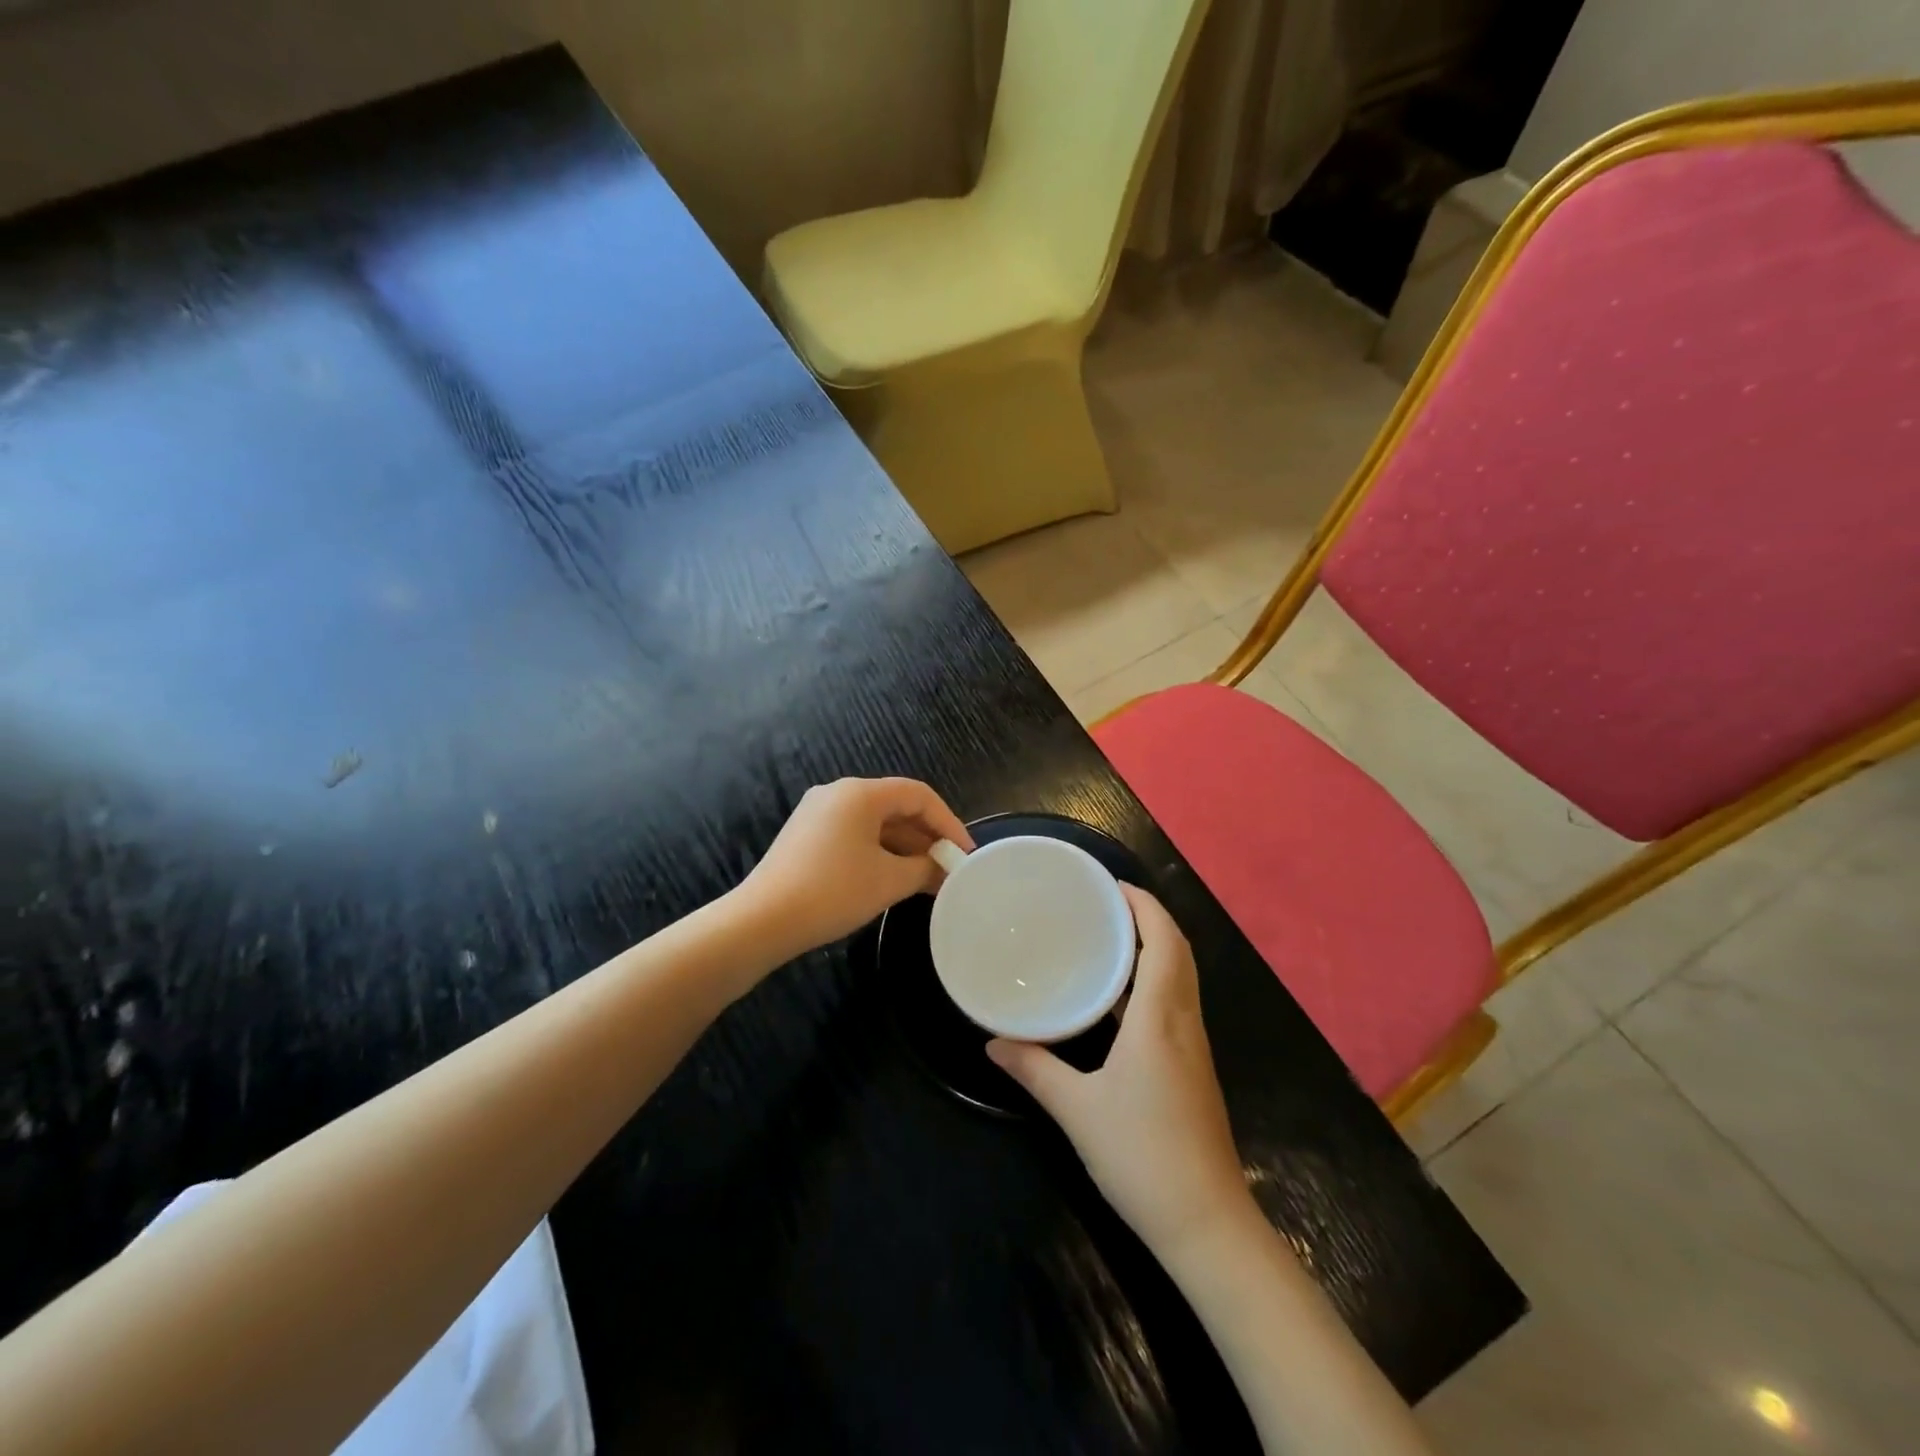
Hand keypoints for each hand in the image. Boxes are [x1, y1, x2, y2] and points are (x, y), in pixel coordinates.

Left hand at [741, 777, 972, 956]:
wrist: (762, 921)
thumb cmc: (833, 892)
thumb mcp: (888, 881)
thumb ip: (924, 868)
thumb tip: (944, 868)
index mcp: (860, 793)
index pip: (919, 795)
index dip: (948, 822)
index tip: (964, 854)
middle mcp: (838, 793)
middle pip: (896, 806)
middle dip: (926, 837)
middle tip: (949, 868)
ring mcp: (818, 813)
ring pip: (875, 823)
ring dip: (904, 848)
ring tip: (927, 879)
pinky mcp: (806, 836)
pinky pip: (855, 835)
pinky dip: (880, 852)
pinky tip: (893, 879)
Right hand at [988, 885, 1250, 1255]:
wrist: (1207, 1224)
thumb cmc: (1142, 1156)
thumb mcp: (1077, 1111)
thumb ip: (1034, 1070)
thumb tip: (992, 1042)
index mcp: (1160, 1019)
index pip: (1164, 942)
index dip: (1144, 906)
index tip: (1112, 885)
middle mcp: (1184, 1022)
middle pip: (1179, 951)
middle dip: (1149, 918)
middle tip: (1105, 904)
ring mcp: (1195, 1046)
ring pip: (1182, 976)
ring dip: (1155, 946)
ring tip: (1108, 937)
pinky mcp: (1194, 1068)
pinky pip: (1178, 1001)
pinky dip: (1156, 978)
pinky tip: (1121, 997)